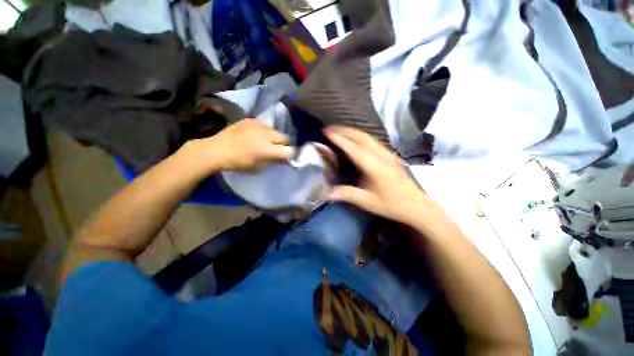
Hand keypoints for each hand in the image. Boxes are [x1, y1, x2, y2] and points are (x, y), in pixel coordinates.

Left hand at [190, 119, 295, 172]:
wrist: (216, 150)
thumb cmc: (238, 163)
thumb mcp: (259, 168)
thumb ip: (274, 162)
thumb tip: (284, 160)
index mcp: (268, 150)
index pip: (290, 151)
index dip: (292, 155)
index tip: (288, 157)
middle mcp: (267, 135)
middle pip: (285, 138)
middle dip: (284, 144)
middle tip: (277, 149)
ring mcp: (259, 125)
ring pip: (275, 131)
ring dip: (274, 137)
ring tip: (265, 141)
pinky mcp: (251, 120)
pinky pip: (264, 125)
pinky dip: (263, 131)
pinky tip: (255, 135)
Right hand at [324, 126, 441, 225]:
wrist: (416, 205)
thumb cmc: (391, 204)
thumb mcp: (368, 202)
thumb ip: (348, 194)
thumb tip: (327, 193)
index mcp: (374, 166)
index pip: (354, 148)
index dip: (339, 139)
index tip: (327, 132)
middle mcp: (381, 155)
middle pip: (361, 137)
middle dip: (344, 130)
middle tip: (329, 128)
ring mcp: (387, 153)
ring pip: (368, 136)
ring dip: (352, 131)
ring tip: (339, 130)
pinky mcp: (390, 155)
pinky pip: (372, 140)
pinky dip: (360, 135)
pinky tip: (355, 138)